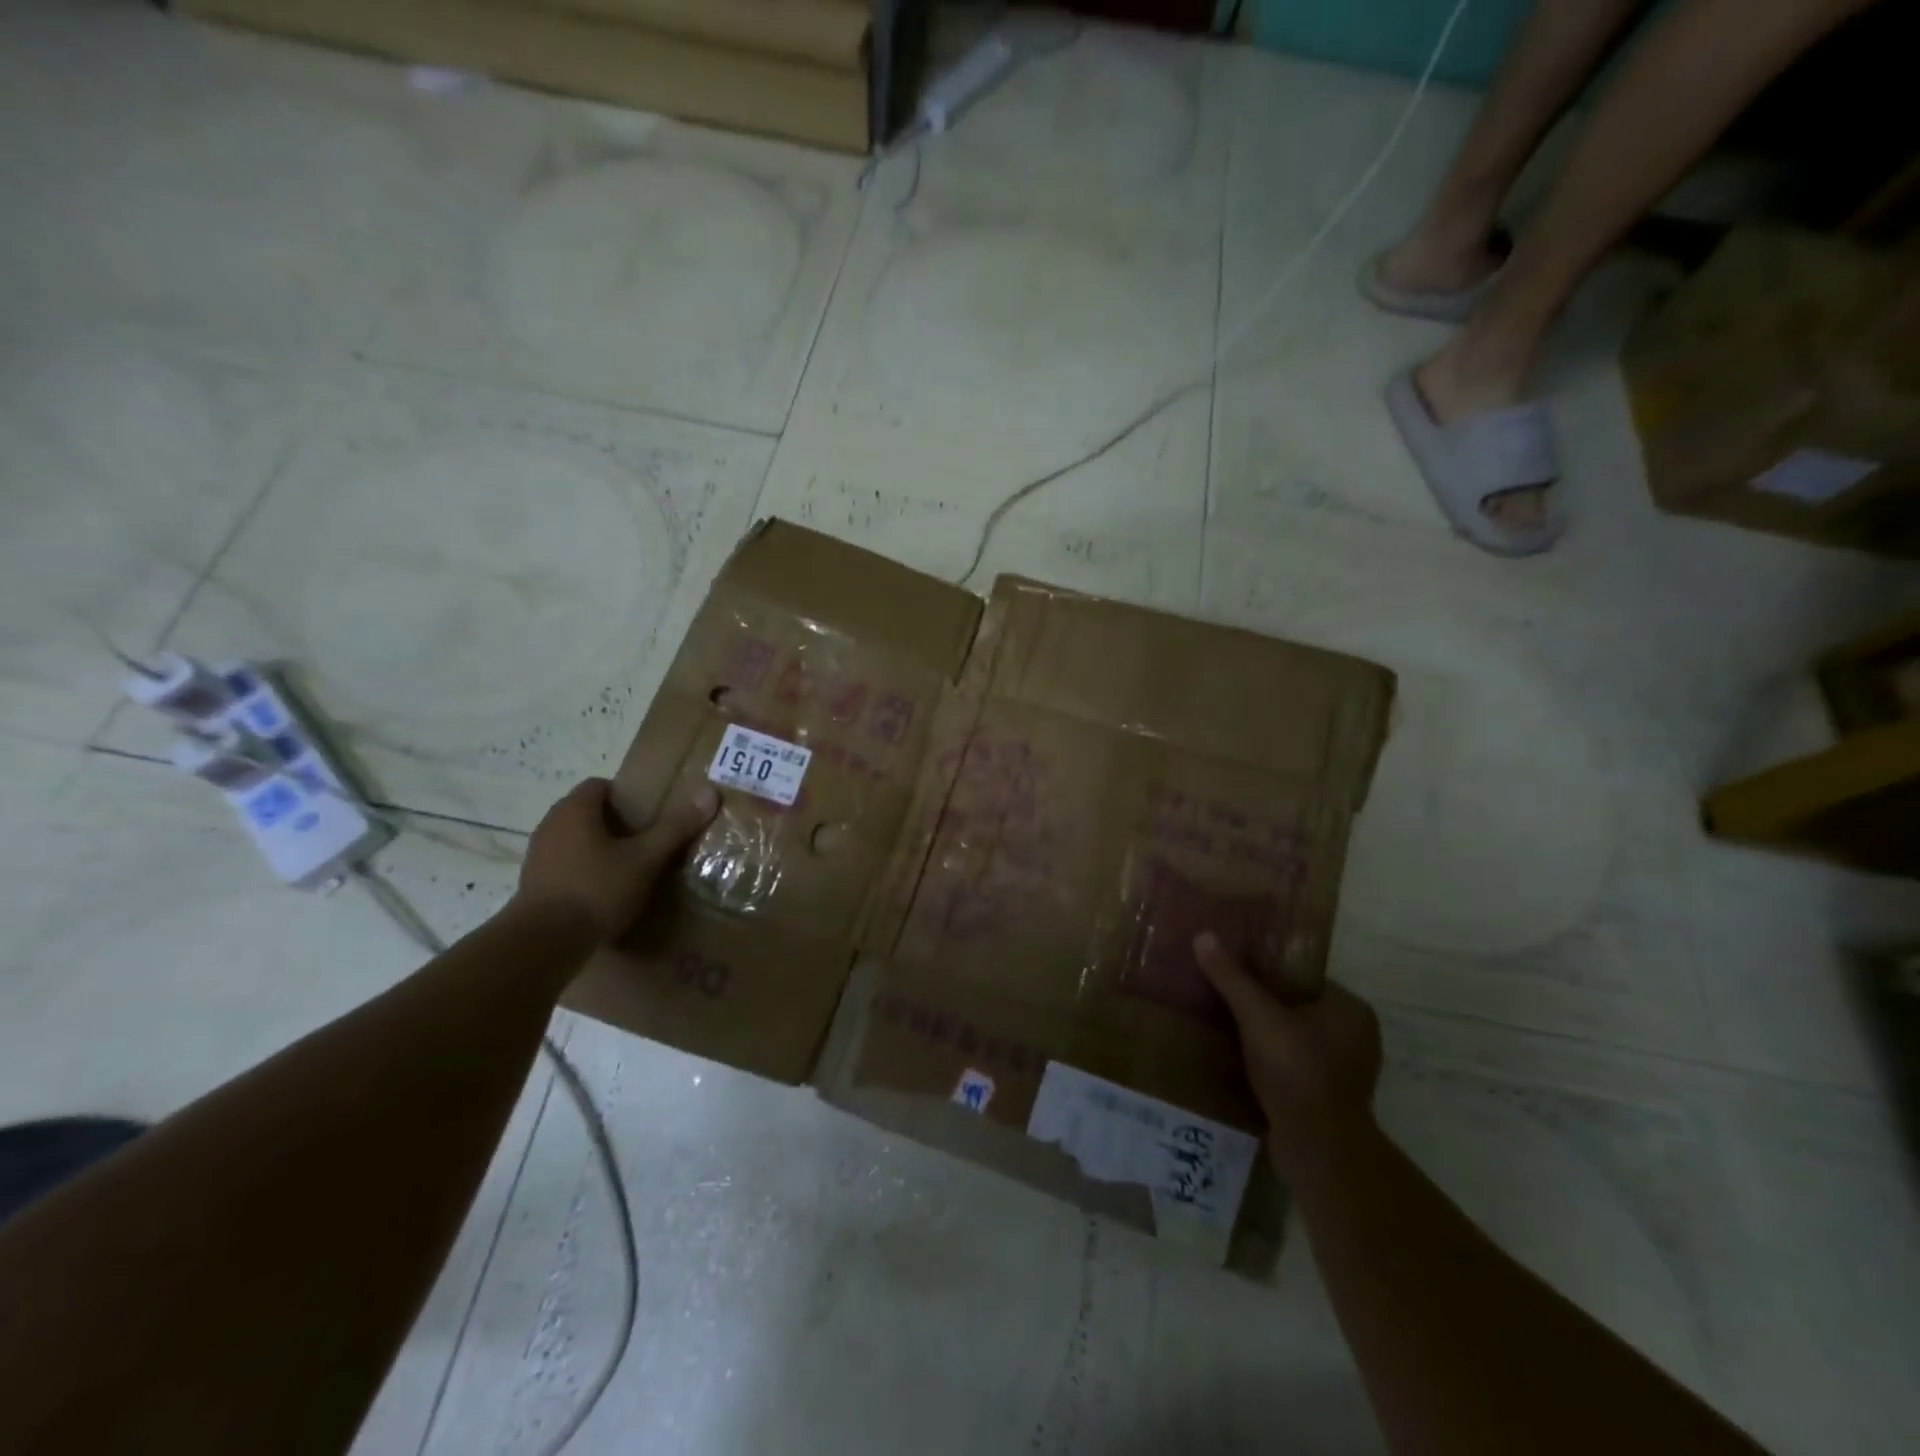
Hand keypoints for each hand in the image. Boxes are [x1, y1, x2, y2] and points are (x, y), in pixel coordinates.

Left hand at [517, 778, 718, 940]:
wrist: (544, 943)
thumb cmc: (597, 890)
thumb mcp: (646, 859)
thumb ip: (675, 827)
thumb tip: (709, 792)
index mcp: (575, 810)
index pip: (599, 785)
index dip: (625, 796)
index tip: (648, 816)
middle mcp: (551, 825)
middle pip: (586, 812)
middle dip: (614, 823)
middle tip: (645, 842)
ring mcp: (538, 855)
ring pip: (574, 839)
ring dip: (597, 848)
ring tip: (627, 868)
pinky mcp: (533, 884)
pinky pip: (564, 864)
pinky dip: (583, 870)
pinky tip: (603, 893)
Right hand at [1194, 932, 1382, 1181]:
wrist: (1318, 1150)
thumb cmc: (1296, 1072)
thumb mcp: (1258, 1017)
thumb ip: (1232, 978)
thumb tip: (1203, 935)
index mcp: (1351, 1009)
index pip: (1302, 978)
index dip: (1266, 972)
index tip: (1233, 970)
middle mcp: (1358, 1036)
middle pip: (1298, 1007)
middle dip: (1264, 1004)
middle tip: (1224, 996)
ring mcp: (1347, 1069)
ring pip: (1296, 1037)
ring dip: (1267, 1033)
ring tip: (1228, 1025)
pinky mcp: (1332, 1097)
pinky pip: (1296, 1063)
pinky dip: (1273, 1059)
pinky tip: (1243, 1058)